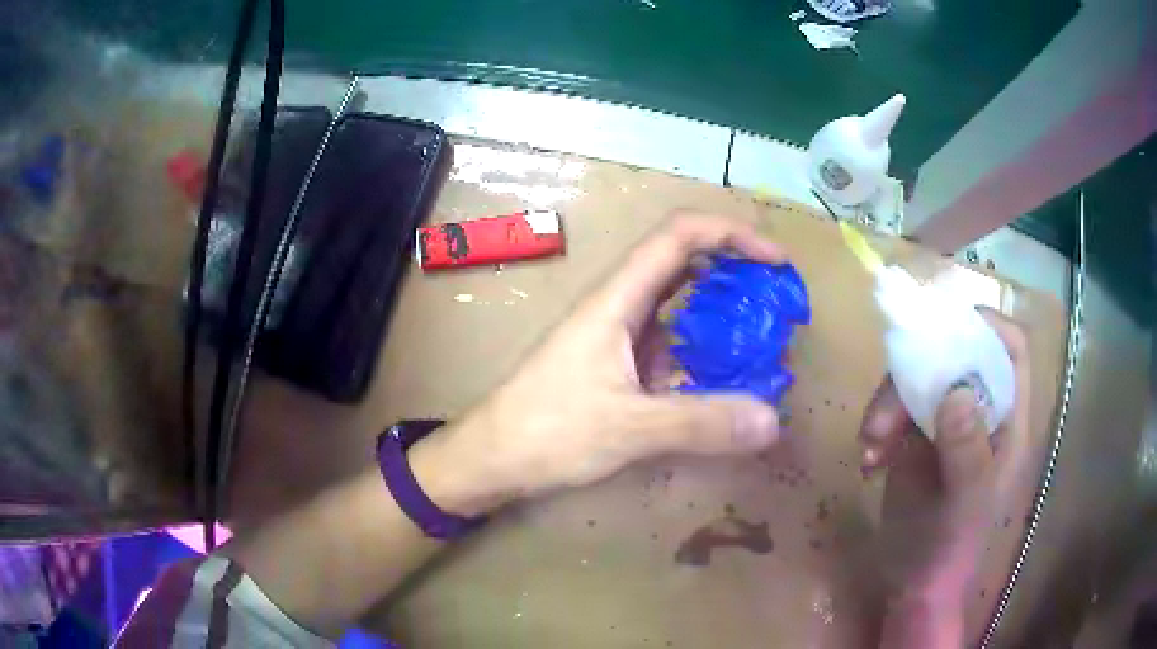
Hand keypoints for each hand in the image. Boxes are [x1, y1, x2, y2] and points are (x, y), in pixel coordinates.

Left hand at [418, 213, 786, 515]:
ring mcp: (615, 335)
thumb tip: (771, 419)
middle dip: (734, 270)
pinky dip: (700, 351)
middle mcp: (618, 306)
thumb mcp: (628, 428)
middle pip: (682, 262)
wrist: (490, 457)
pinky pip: (668, 345)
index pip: (679, 236)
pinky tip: (722, 379)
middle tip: (776, 300)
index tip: (775, 260)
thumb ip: (700, 423)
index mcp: (617, 299)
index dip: (732, 234)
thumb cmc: (546, 432)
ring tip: (760, 338)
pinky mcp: (614, 365)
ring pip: (677, 306)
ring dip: (719, 312)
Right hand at [859, 310, 1029, 624]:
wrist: (915, 587)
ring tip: (869, 443)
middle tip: (886, 413)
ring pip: (920, 379)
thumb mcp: (963, 505)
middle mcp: (981, 411)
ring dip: (889, 403)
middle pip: (956, 357)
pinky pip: (896, 407)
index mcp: (1008, 420)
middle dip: (918, 374)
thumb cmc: (951, 550)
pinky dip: (878, 425)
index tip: (944, 332)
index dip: (986, 327)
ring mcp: (948, 423)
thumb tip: (955, 391)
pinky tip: (868, 460)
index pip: (1010, 349)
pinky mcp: (917, 438)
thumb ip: (967, 451)